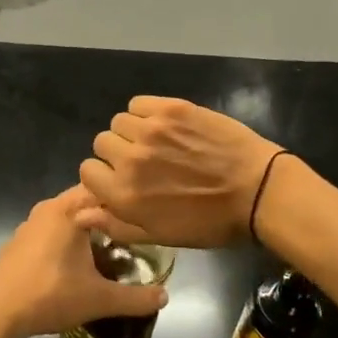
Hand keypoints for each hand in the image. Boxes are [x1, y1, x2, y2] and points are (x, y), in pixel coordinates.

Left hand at [0, 186, 168, 337]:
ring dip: (86, 228)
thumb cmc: (50, 294)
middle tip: (131, 237)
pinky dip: (66, 239)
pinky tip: (74, 264)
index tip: (144, 216)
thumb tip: (166, 297)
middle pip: (86, 201)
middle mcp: (49, 207)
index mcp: (69, 209)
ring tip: (108, 250)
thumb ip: (135, 298)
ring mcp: (30, 223)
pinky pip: (51, 229)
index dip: (126, 200)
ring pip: (68, 215)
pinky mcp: (19, 241)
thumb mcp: (99, 299)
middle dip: (108, 216)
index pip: (105, 188)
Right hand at [78, 96, 281, 248]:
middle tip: (145, 161)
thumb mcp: (161, 235)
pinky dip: (146, 112)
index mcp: (125, 195)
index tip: (122, 179)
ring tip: (158, 142)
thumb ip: (116, 224)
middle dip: (117, 153)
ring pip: (119, 121)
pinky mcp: (172, 108)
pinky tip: (166, 125)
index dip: (103, 176)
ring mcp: (151, 130)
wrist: (257, 190)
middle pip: (102, 142)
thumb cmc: (210, 221)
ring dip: (132, 132)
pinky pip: (139, 103)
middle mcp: (131, 159)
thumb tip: (80, 214)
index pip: (87, 171)